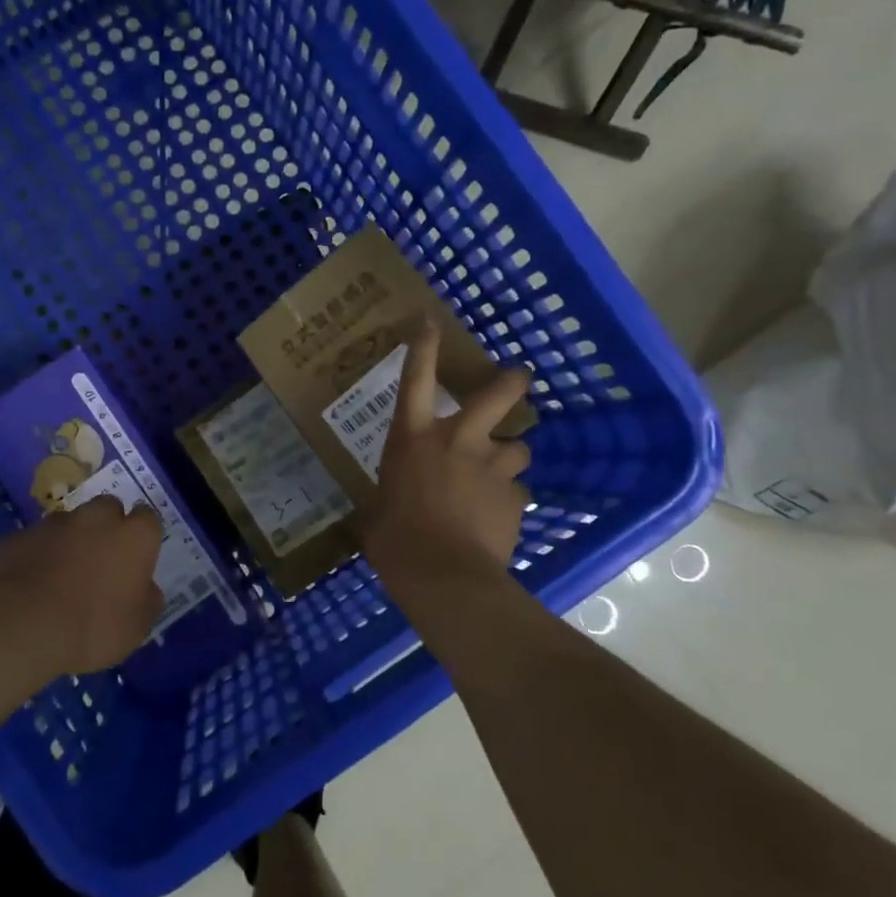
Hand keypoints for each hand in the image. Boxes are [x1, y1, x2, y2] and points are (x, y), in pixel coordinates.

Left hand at [0, 496, 165, 678]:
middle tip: (101, 561)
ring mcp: (53, 524)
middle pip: (108, 508)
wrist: (20, 628)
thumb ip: (147, 600)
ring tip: (61, 576)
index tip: (137, 558)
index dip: (142, 537)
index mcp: (134, 537)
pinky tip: (30, 584)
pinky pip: (34, 542)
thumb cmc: (92, 628)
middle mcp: (96, 518)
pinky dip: (36, 555)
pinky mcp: (17, 536)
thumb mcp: (136, 628)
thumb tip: (146, 588)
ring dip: (70, 540)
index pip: (148, 519)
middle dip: (107, 527)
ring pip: (69, 523)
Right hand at [359, 321, 532, 585]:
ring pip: (519, 447)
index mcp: (414, 439)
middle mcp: (458, 440)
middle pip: (499, 393)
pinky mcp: (515, 497)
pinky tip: (497, 518)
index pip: (416, 380)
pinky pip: (517, 491)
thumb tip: (380, 510)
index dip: (424, 347)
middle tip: (517, 379)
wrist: (445, 575)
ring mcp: (492, 467)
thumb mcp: (376, 513)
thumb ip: (386, 499)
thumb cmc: (395, 540)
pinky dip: (508, 499)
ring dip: (509, 456)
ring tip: (499, 474)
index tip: (430, 321)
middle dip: (511, 382)